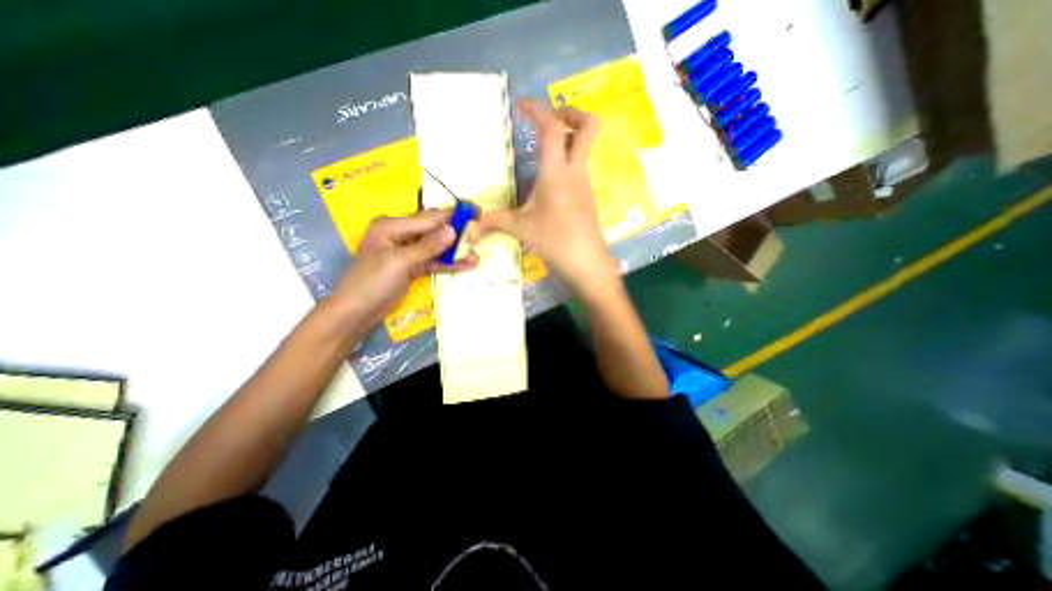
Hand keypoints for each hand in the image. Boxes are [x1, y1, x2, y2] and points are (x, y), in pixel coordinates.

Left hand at [327, 211, 477, 331]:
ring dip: (454, 252)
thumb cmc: (372, 281)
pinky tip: (465, 265)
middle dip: (456, 234)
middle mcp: (400, 235)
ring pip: (436, 248)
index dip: (451, 216)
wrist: (356, 312)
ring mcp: (407, 252)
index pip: (427, 219)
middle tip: (479, 234)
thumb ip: (427, 246)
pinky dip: (447, 264)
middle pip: (433, 232)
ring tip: (476, 255)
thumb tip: (453, 230)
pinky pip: (433, 262)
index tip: (474, 212)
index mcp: (391, 226)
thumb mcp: (400, 261)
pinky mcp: (412, 267)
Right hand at [474, 99, 616, 297]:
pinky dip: (565, 160)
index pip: (552, 127)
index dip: (536, 109)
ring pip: (584, 147)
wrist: (588, 264)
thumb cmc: (555, 242)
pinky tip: (547, 179)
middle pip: (588, 125)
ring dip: (566, 137)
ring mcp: (584, 183)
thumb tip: (470, 228)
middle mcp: (575, 171)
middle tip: (547, 119)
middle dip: (569, 112)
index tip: (520, 106)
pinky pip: (578, 167)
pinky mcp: (586, 195)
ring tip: (540, 148)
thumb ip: (494, 223)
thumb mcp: (521, 229)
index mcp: (557, 172)